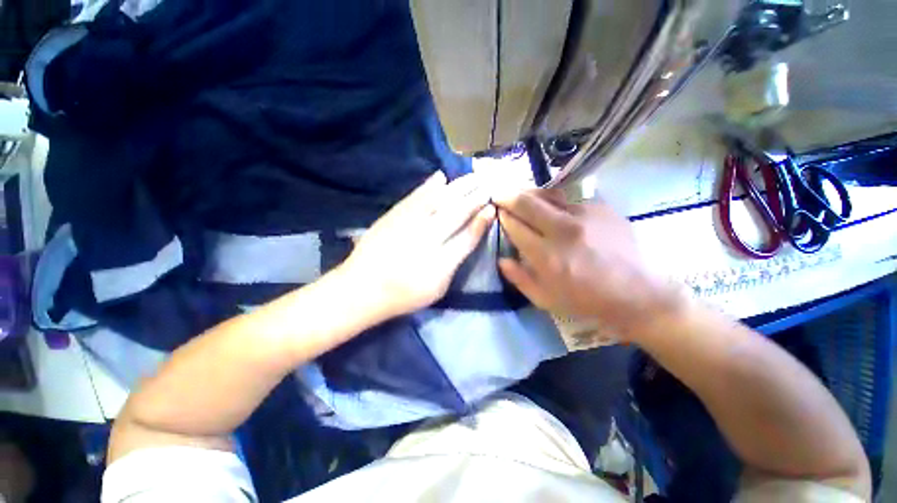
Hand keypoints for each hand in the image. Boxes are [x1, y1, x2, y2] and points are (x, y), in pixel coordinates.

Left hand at [340, 172, 494, 321]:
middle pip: (457, 212)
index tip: (493, 207)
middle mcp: (427, 237)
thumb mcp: (438, 287)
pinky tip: (441, 177)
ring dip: (458, 186)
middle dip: (475, 197)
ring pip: (439, 200)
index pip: (468, 236)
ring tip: (473, 176)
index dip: (482, 220)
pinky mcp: (394, 215)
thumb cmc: (405, 293)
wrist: (362, 287)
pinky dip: (430, 185)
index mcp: (441, 261)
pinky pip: (416, 196)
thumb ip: (455, 261)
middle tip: (488, 184)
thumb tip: (469, 238)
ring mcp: (409, 223)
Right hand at [494, 189, 679, 338]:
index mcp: (547, 256)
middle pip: (527, 203)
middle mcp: (563, 230)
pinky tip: (551, 204)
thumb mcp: (546, 299)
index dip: (503, 217)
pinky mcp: (601, 208)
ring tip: (520, 193)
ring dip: (529, 193)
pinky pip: (569, 198)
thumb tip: (501, 259)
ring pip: (547, 194)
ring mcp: (584, 215)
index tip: (497, 213)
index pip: (515, 226)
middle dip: (507, 196)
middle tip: (499, 194)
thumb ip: (519, 278)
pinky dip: (553, 199)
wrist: (639, 294)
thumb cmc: (587, 301)